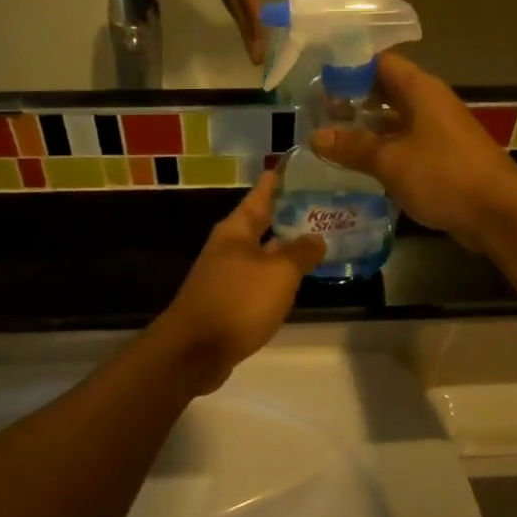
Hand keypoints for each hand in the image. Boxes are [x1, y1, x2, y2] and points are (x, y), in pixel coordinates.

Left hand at [154, 173, 325, 393]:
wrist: (194, 351)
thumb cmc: (237, 301)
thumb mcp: (278, 273)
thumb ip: (301, 253)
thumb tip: (316, 238)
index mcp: (236, 230)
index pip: (261, 195)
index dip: (279, 180)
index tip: (296, 164)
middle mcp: (229, 247)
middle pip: (261, 223)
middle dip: (288, 214)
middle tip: (321, 204)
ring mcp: (226, 275)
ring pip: (262, 253)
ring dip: (286, 247)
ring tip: (318, 240)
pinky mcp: (228, 302)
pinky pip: (259, 280)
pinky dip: (278, 276)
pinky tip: (297, 280)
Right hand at [310, 53, 516, 250]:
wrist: (499, 212)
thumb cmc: (443, 175)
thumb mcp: (390, 161)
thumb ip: (352, 147)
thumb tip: (316, 137)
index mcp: (419, 89)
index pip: (379, 62)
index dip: (348, 68)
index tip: (317, 82)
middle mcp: (430, 102)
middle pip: (386, 90)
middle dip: (353, 100)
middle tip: (317, 113)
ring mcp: (439, 130)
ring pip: (395, 119)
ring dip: (366, 128)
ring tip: (330, 139)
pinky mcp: (443, 156)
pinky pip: (406, 143)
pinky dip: (383, 149)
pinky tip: (360, 165)